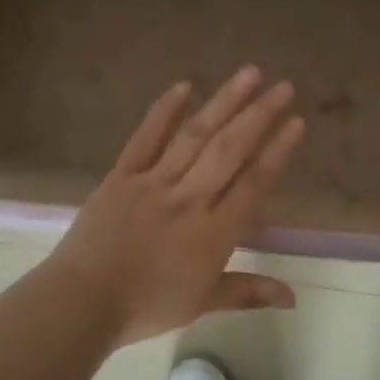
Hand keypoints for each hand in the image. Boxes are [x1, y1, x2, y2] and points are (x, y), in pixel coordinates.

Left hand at [45, 66, 304, 346]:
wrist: (82, 302)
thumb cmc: (146, 306)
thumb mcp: (202, 303)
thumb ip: (248, 292)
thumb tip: (294, 297)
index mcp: (213, 232)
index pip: (253, 183)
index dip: (277, 151)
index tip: (296, 122)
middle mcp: (189, 199)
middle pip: (230, 150)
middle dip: (259, 116)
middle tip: (283, 86)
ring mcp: (154, 182)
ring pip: (195, 136)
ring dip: (224, 102)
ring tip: (249, 73)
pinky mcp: (122, 176)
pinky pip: (146, 138)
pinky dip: (165, 110)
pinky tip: (184, 85)